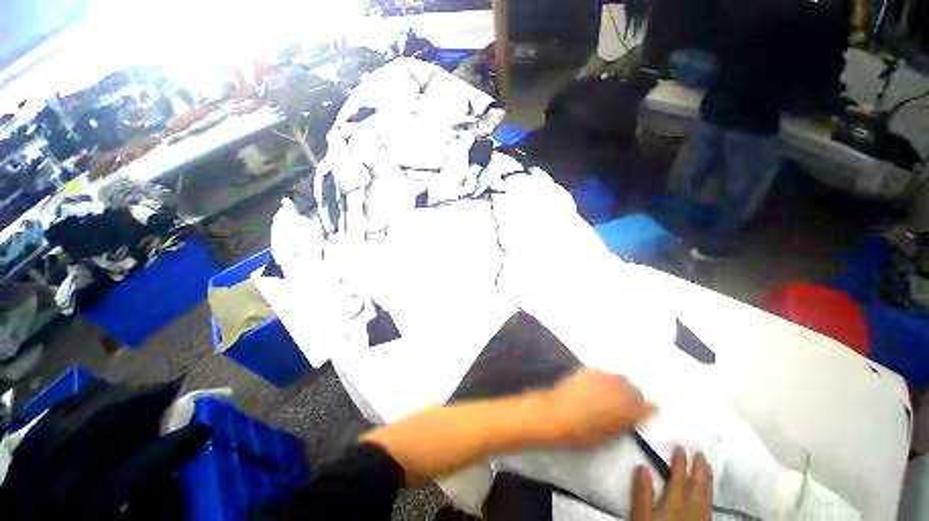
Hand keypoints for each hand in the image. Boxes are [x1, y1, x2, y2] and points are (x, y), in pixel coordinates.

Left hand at [544, 369, 655, 445]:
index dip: (647, 412)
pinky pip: (603, 373)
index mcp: (629, 409)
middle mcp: (620, 389)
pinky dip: (604, 379)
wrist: (558, 414)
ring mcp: (604, 377)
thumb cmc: (584, 433)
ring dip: (619, 386)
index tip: (643, 415)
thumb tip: (628, 421)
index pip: (650, 407)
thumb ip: (625, 426)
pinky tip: (597, 386)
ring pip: (620, 378)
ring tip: (611, 394)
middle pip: (636, 390)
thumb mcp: (611, 437)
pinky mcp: (589, 370)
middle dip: (634, 397)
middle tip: (626, 405)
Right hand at [631, 447, 712, 520]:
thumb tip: (643, 467)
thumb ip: (642, 494)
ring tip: (707, 466)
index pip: (679, 480)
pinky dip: (710, 495)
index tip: (680, 447)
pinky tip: (709, 493)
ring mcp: (701, 520)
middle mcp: (691, 511)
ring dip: (707, 480)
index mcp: (674, 505)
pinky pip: (711, 507)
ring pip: (707, 497)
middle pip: (698, 487)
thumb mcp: (640, 518)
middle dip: (699, 469)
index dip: (680, 463)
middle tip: (700, 452)